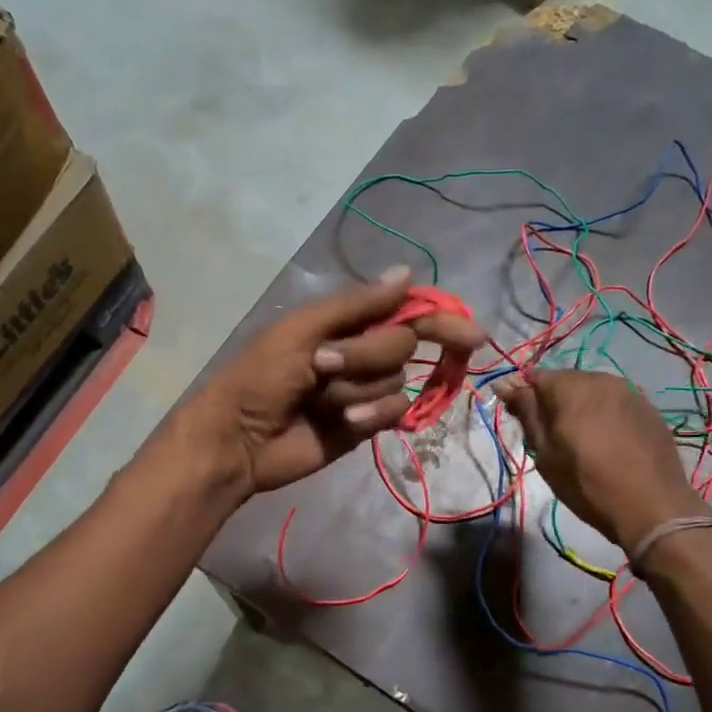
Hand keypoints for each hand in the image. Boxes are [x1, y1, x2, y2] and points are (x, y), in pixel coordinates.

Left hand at [172, 266, 486, 500]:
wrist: (239, 439)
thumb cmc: (260, 377)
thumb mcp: (301, 331)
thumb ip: (356, 305)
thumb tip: (408, 272)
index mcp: (345, 322)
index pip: (405, 312)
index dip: (439, 319)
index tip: (472, 335)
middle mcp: (361, 351)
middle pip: (402, 345)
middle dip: (366, 355)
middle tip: (323, 366)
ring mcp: (364, 389)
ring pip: (397, 381)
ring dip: (359, 389)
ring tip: (320, 400)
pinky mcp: (366, 424)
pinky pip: (392, 411)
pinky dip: (373, 414)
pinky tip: (345, 422)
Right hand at [493, 369, 707, 551]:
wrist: (652, 506)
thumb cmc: (587, 483)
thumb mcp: (546, 453)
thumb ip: (527, 413)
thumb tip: (506, 384)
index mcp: (570, 387)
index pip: (534, 376)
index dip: (522, 394)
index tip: (517, 418)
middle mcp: (601, 379)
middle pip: (565, 381)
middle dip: (552, 400)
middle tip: (548, 434)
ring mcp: (629, 391)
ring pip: (592, 390)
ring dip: (579, 406)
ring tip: (579, 438)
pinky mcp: (648, 407)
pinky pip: (615, 402)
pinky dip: (603, 414)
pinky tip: (606, 440)